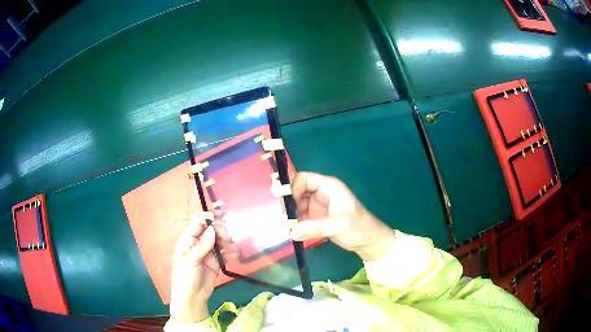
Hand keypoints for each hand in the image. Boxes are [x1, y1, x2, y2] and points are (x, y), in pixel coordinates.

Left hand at [169, 217, 235, 322]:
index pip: (198, 223)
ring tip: (233, 248)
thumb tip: (213, 229)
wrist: (192, 297)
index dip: (208, 216)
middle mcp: (198, 243)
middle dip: (221, 231)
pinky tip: (235, 255)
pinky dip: (231, 252)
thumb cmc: (185, 276)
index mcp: (188, 239)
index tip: (221, 213)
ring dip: (228, 242)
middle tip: (228, 238)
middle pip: (212, 230)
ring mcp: (208, 253)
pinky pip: (225, 253)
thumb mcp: (191, 259)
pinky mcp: (216, 262)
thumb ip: (203, 245)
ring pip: (220, 241)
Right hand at [290, 172, 395, 261]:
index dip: (293, 188)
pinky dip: (294, 223)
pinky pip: (300, 217)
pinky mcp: (315, 219)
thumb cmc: (358, 227)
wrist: (368, 242)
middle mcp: (320, 194)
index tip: (287, 204)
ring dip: (290, 214)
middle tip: (282, 217)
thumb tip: (292, 232)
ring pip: (296, 205)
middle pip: (297, 191)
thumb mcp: (339, 225)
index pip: (304, 179)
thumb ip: (316, 227)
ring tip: (285, 226)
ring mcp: (317, 206)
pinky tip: (291, 231)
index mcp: (328, 186)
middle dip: (289, 203)